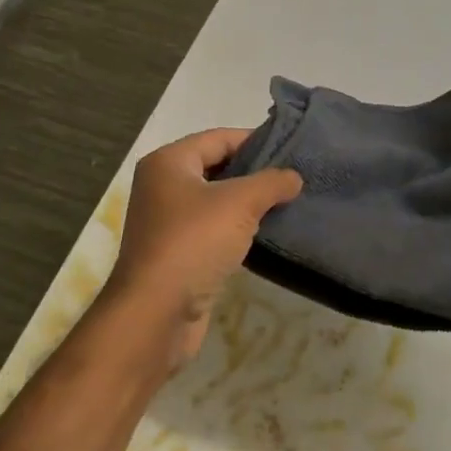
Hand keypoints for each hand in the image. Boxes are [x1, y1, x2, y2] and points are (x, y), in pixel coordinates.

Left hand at [103, 128, 302, 367]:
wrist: (157, 312)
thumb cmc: (194, 242)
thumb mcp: (240, 202)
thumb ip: (271, 182)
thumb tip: (294, 177)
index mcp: (168, 163)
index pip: (219, 138)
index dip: (255, 141)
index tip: (291, 149)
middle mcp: (162, 187)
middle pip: (216, 168)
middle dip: (254, 174)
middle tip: (294, 178)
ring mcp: (167, 223)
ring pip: (216, 202)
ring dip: (248, 204)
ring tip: (287, 204)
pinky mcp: (177, 254)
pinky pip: (213, 231)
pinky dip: (237, 230)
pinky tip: (265, 235)